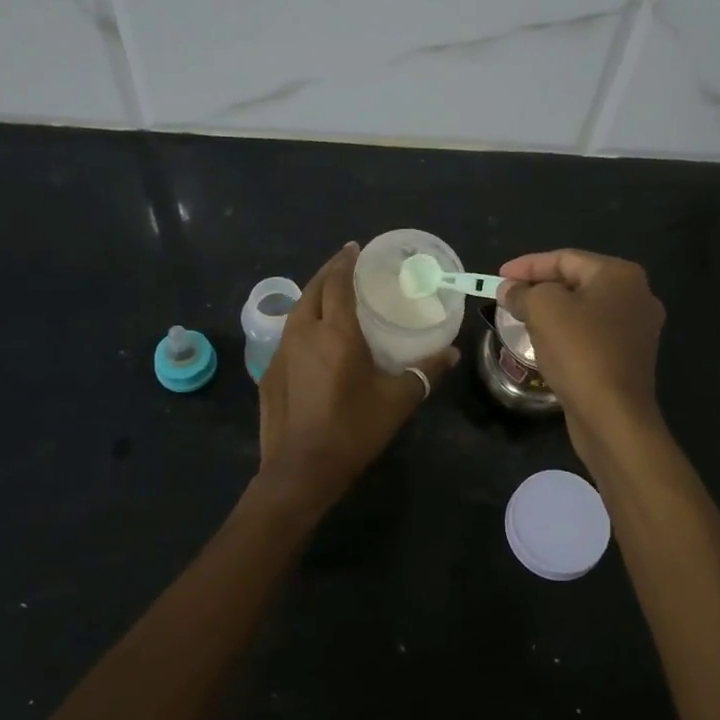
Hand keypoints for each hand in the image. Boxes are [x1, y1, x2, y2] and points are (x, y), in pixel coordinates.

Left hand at [254, 242, 458, 516]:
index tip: (354, 248)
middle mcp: (303, 332)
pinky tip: (312, 339)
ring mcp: (280, 352)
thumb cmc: (353, 429)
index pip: (336, 282)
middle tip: (345, 265)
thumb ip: (425, 372)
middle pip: (312, 289)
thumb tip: (451, 353)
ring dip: (312, 296)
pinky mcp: (268, 373)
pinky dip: (301, 324)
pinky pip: (287, 336)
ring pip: (296, 311)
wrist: (301, 470)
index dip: (345, 262)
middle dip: (327, 272)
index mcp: (335, 333)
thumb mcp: (398, 400)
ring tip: (330, 296)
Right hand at [498, 249, 665, 457]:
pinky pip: (591, 333)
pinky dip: (567, 332)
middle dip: (539, 287)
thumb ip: (522, 292)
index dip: (527, 265)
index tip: (497, 277)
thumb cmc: (580, 352)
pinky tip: (546, 343)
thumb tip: (509, 290)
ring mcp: (637, 329)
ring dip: (552, 311)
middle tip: (508, 297)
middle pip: (576, 281)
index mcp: (620, 275)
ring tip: (521, 318)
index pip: (565, 258)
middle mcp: (636, 296)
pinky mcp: (630, 357)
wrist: (613, 416)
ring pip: (583, 309)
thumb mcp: (543, 310)